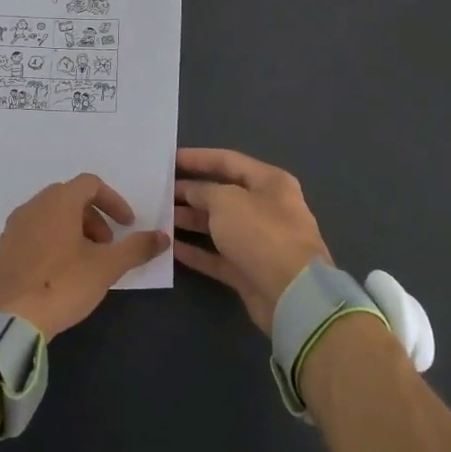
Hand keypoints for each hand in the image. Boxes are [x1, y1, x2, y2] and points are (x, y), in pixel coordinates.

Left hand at [0, 174, 169, 337]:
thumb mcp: (106, 267)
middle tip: (106, 246)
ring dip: (73, 230)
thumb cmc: (62, 285)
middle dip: (94, 218)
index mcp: (58, 202)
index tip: (127, 225)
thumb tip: (163, 236)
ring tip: (85, 262)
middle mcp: (32, 206)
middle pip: (69, 198)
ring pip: (50, 216)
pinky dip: (52, 242)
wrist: (8, 320)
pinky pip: (33, 234)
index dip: (113, 201)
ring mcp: (13, 228)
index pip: (90, 184)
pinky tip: (58, 274)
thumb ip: (137, 248)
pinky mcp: (2, 250)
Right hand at [174, 148, 331, 333]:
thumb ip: (203, 191)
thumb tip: (190, 192)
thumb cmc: (261, 233)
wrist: (292, 294)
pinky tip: (171, 247)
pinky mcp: (249, 270)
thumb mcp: (226, 200)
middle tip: (158, 192)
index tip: (169, 159)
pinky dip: (196, 251)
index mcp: (269, 182)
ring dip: (190, 221)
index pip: (228, 161)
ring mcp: (258, 241)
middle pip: (222, 194)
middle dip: (190, 192)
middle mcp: (266, 208)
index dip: (197, 158)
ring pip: (218, 226)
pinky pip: (217, 256)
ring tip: (159, 217)